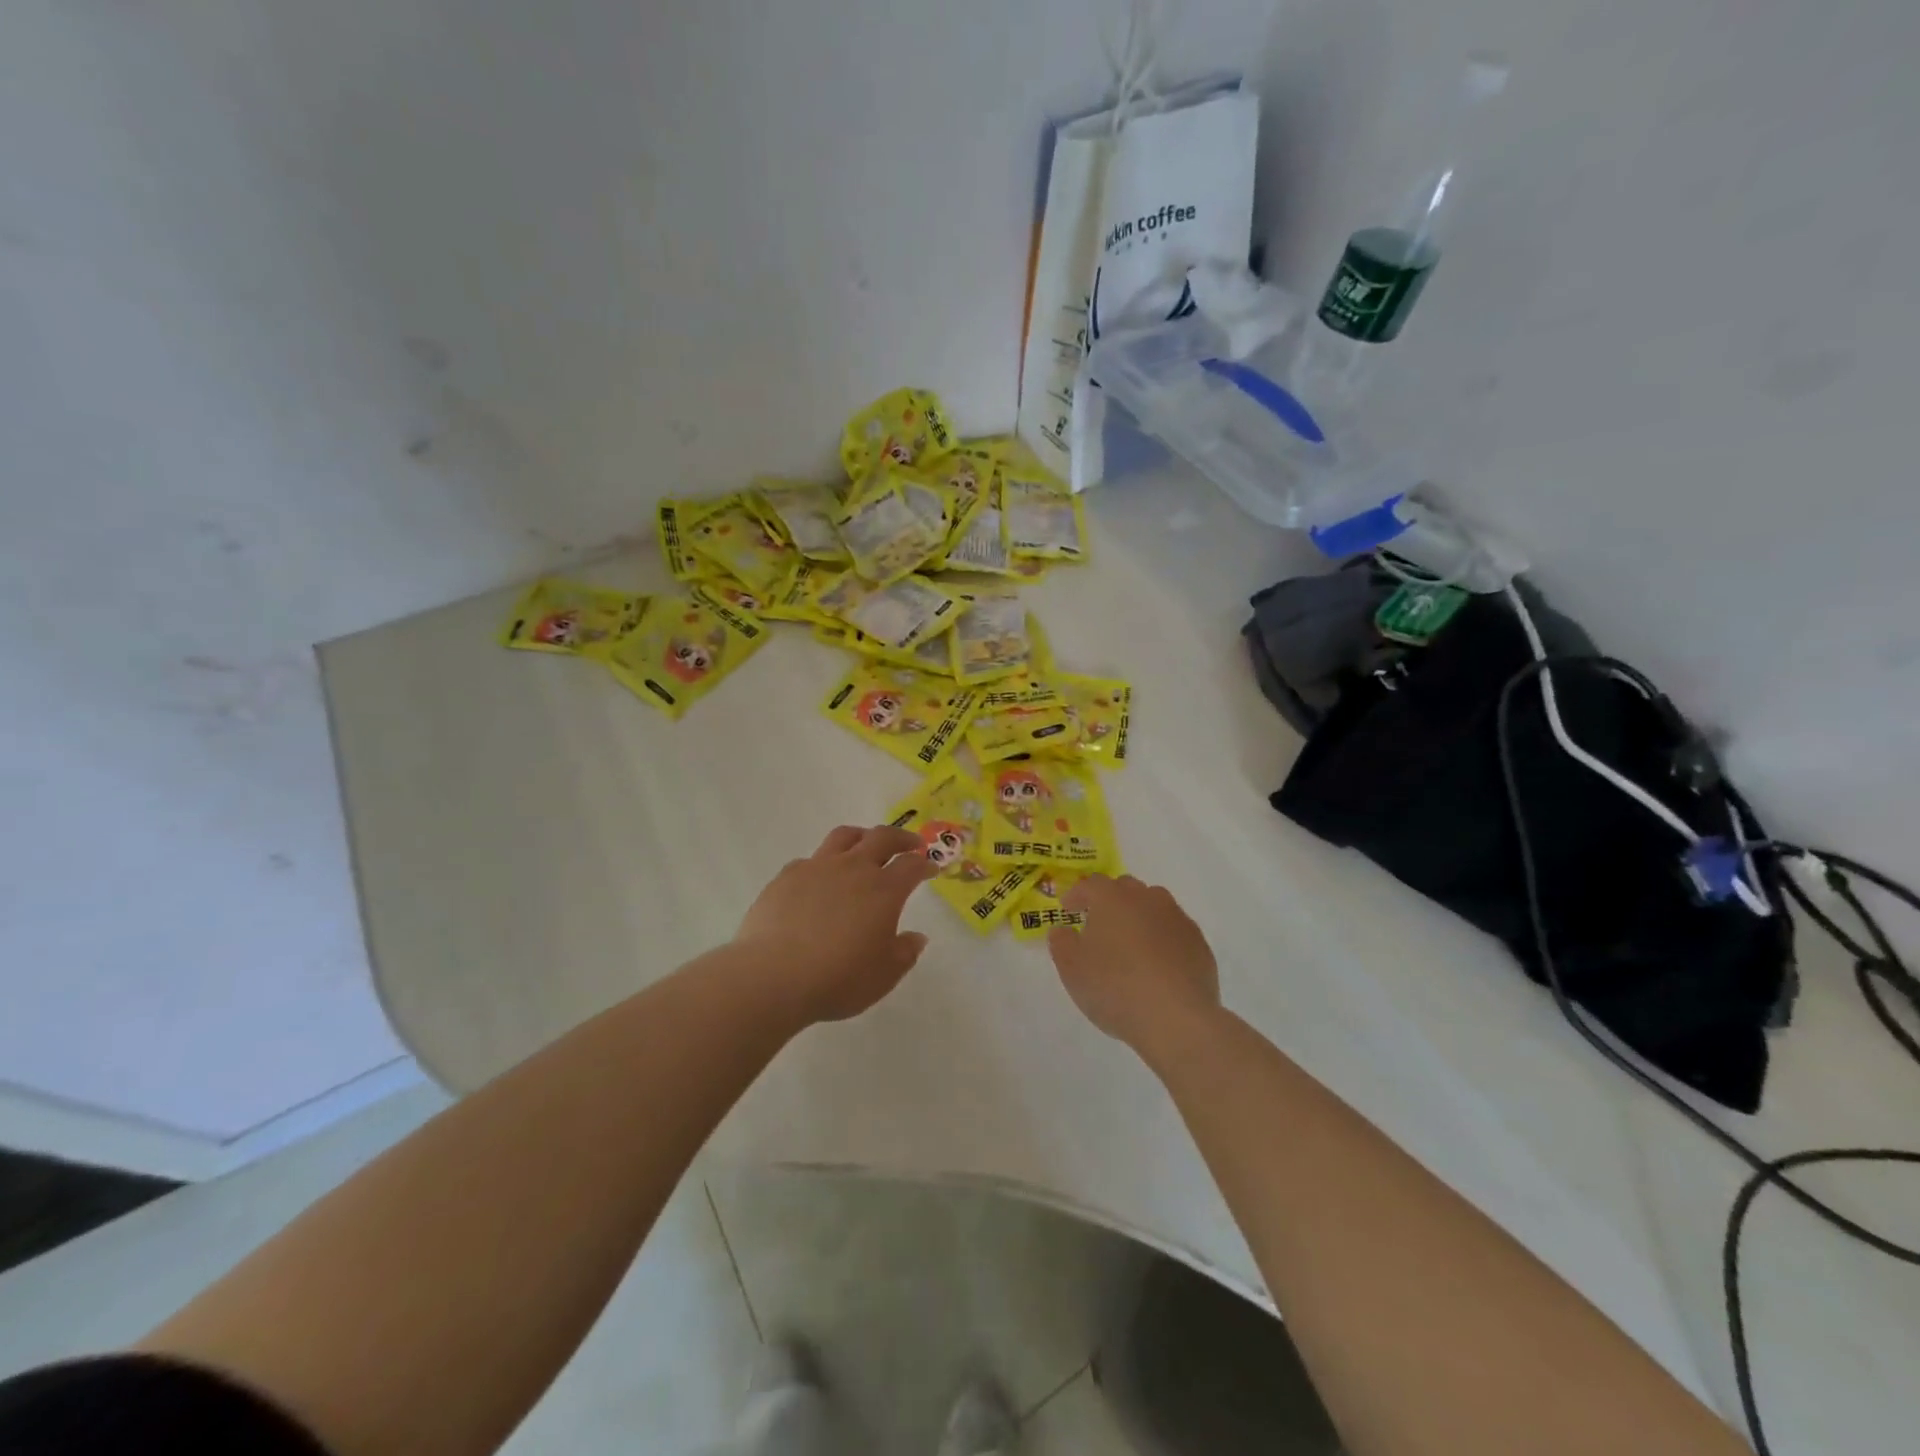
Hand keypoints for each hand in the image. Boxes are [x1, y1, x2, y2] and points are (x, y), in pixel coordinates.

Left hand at [734, 825, 939, 1024]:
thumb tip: (916, 937)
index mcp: (884, 890)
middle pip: (882, 837)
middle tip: (909, 844)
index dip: (925, 864)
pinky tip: (820, 880)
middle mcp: (853, 868)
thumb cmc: (838, 979)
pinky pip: (811, 859)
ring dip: (862, 836)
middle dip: (901, 838)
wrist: (773, 976)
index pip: (912, 865)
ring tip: (865, 845)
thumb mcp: (883, 976)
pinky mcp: (787, 876)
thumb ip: (904, 953)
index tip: (931, 868)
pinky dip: (823, 863)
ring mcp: (818, 867)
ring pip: (844, 836)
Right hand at [1048, 875, 1221, 1064]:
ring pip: (1154, 906)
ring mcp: (1178, 919)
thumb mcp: (1072, 969)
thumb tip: (1063, 930)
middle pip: (1126, 889)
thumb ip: (1062, 943)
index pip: (1091, 885)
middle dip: (1110, 901)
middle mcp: (1147, 899)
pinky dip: (1163, 940)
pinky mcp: (1199, 944)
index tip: (1068, 909)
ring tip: (1131, 944)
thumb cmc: (1115, 988)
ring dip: (1139, 917)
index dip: (1077, 895)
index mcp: (1113, 899)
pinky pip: (1174, 932)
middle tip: (1099, 925)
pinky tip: (1158, 966)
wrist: (1177, 1019)